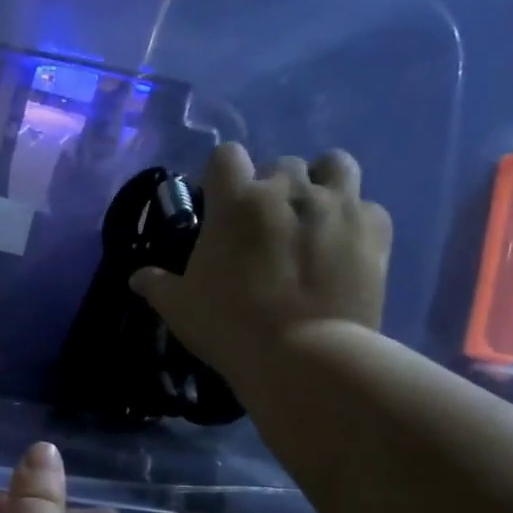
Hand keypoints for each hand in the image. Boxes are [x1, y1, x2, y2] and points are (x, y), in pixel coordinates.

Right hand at [130, 144, 391, 395]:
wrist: (304, 357)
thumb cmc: (230, 326)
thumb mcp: (179, 308)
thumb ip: (157, 285)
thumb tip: (137, 277)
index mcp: (236, 202)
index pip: (226, 155)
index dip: (221, 175)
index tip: (219, 202)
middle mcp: (288, 190)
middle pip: (280, 164)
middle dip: (272, 187)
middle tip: (265, 223)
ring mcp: (337, 205)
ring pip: (335, 165)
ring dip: (322, 182)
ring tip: (313, 214)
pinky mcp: (375, 229)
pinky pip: (367, 206)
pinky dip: (355, 219)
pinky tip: (344, 244)